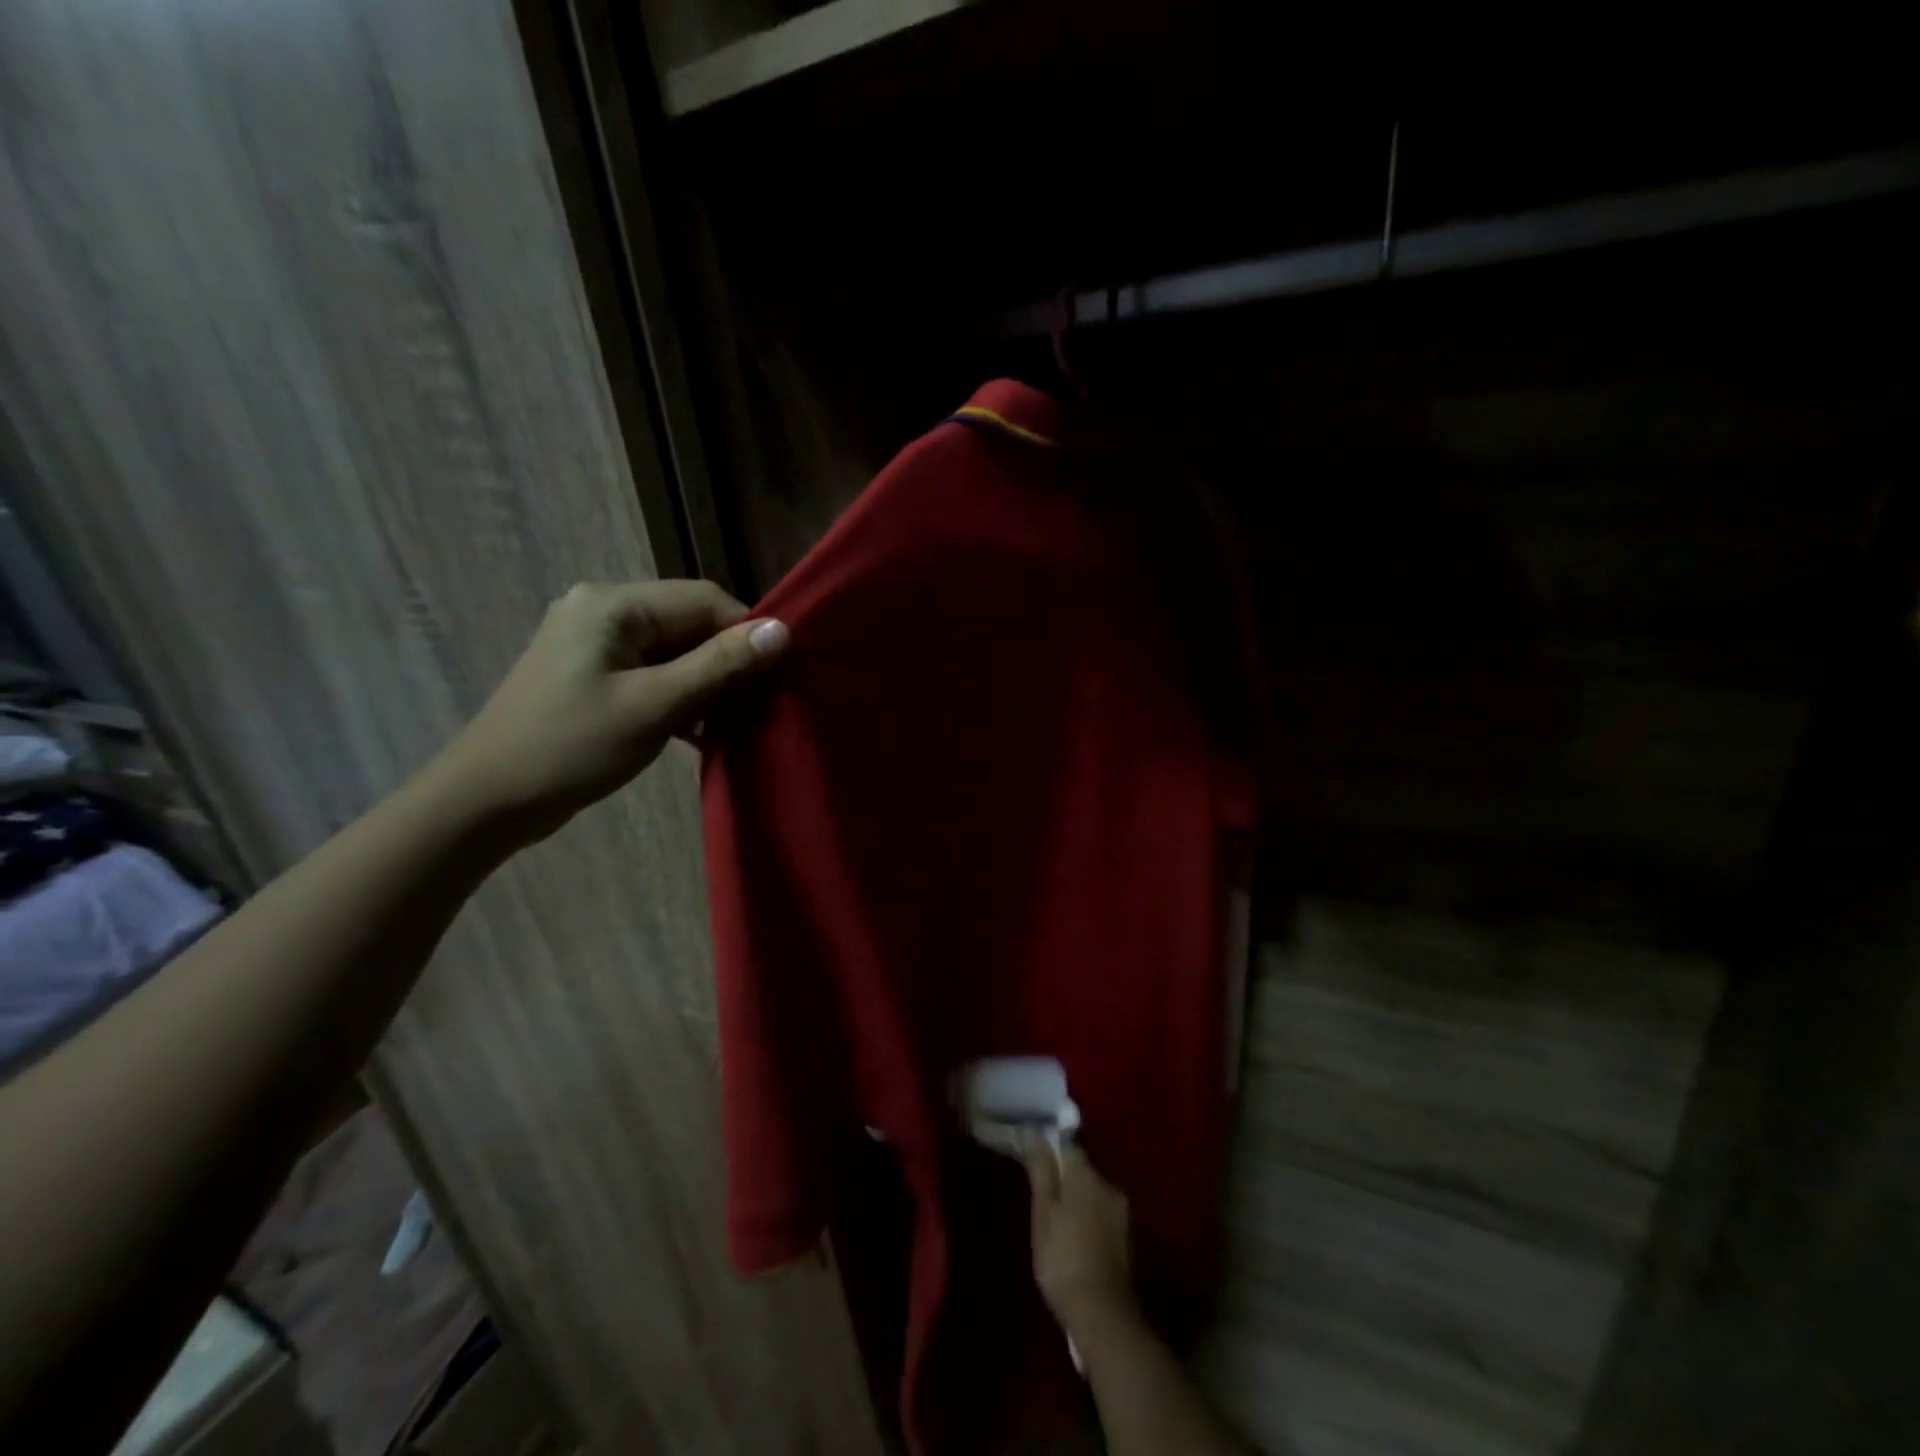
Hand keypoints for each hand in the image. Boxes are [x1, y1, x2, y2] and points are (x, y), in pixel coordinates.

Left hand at [429, 579, 787, 841]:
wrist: (486, 801)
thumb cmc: (571, 747)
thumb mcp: (655, 705)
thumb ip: (720, 665)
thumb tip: (782, 631)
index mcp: (612, 604)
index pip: (703, 599)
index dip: (747, 633)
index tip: (779, 676)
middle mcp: (602, 610)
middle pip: (689, 624)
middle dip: (728, 662)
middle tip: (761, 704)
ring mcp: (594, 643)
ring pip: (674, 652)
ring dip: (707, 684)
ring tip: (736, 722)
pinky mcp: (593, 675)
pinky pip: (653, 673)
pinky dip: (680, 697)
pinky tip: (701, 732)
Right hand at [1025, 1143, 1136, 1332]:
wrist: (1103, 1316)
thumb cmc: (1063, 1259)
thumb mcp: (1043, 1213)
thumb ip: (1040, 1169)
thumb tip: (1032, 1131)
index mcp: (1087, 1174)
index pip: (1066, 1145)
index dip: (1048, 1150)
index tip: (1032, 1162)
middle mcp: (1109, 1184)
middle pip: (1081, 1168)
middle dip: (1064, 1176)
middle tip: (1042, 1195)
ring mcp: (1121, 1211)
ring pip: (1093, 1191)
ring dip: (1077, 1198)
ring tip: (1057, 1219)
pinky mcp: (1126, 1237)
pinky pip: (1102, 1212)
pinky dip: (1088, 1217)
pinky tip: (1076, 1236)